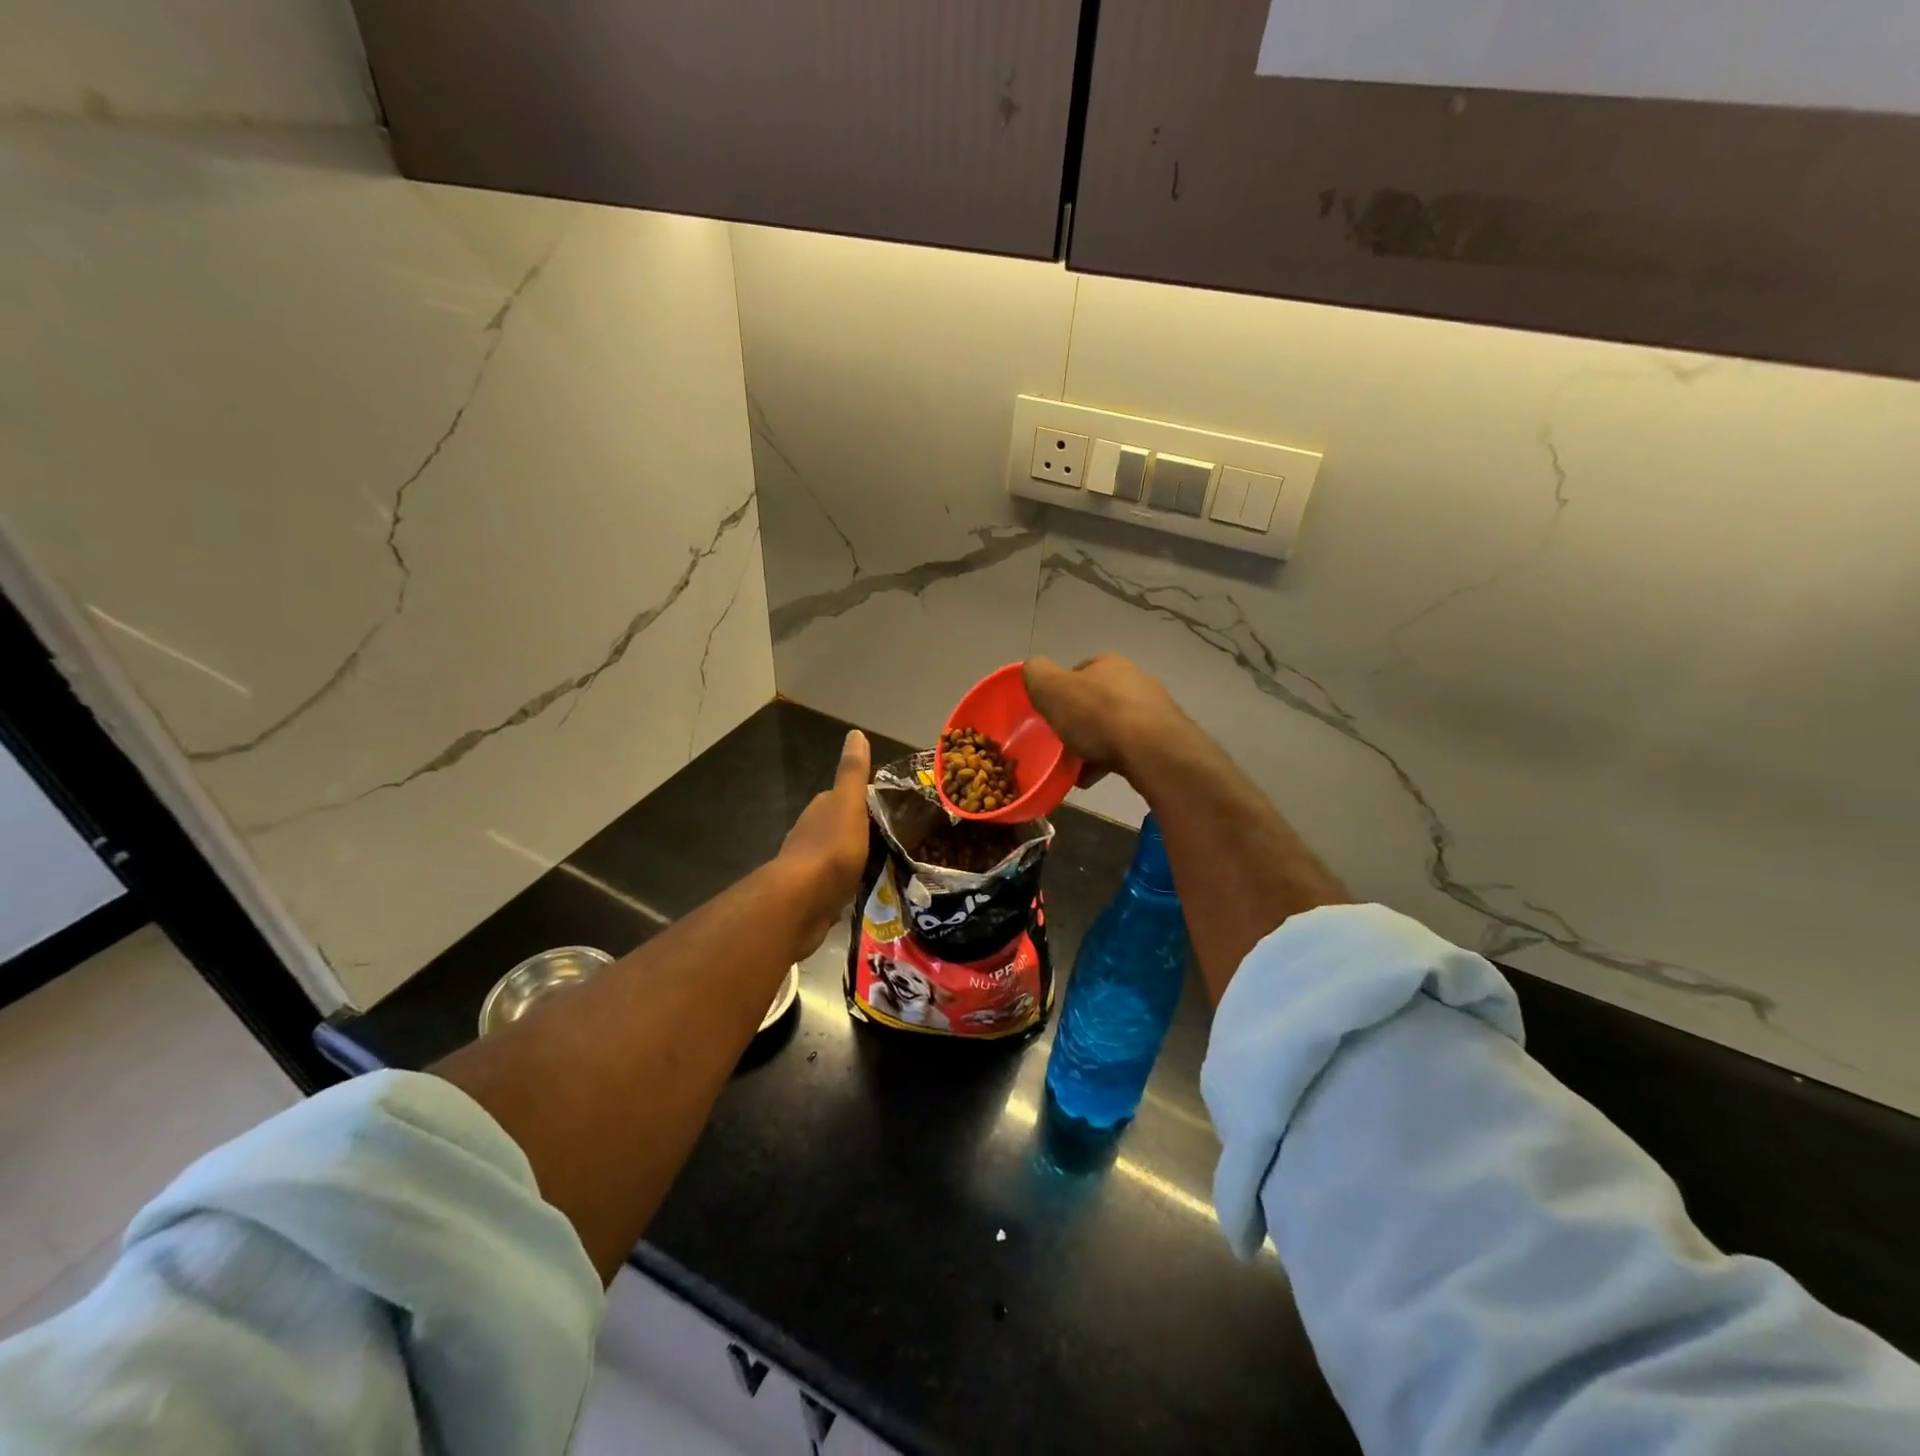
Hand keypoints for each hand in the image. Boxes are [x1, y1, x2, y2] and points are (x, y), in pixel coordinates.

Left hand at [776, 730, 872, 956]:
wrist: (802, 902)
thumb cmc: (831, 848)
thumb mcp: (849, 804)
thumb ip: (853, 773)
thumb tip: (855, 733)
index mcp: (821, 809)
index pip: (845, 797)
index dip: (866, 800)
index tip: (892, 808)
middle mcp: (811, 833)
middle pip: (841, 826)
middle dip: (863, 830)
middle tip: (897, 838)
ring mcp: (810, 866)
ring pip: (839, 856)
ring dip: (857, 858)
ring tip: (888, 864)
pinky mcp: (814, 895)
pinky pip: (837, 884)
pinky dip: (850, 883)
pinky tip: (868, 890)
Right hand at [1024, 655, 1192, 787]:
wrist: (1152, 750)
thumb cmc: (1097, 715)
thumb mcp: (1051, 689)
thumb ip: (1036, 674)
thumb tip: (1032, 670)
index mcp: (1108, 664)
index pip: (1078, 672)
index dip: (1060, 692)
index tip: (1049, 715)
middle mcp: (1135, 679)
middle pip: (1097, 701)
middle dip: (1079, 722)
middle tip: (1061, 744)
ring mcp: (1154, 709)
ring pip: (1114, 726)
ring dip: (1095, 744)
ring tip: (1076, 769)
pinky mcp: (1166, 737)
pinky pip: (1130, 748)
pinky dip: (1111, 760)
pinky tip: (1095, 778)